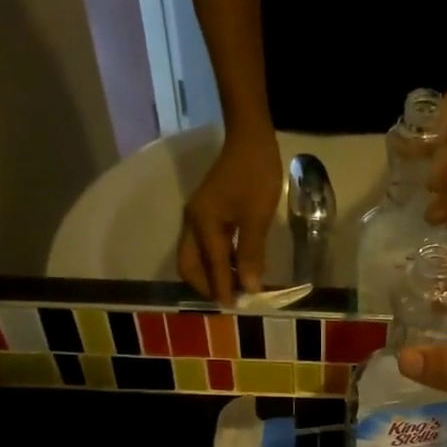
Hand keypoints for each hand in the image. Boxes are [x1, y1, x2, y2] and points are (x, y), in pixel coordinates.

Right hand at [179, 134, 281, 304]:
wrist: (251, 138)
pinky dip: (218, 261)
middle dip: (206, 285)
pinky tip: (237, 267)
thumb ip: (251, 254)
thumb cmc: (255, 175)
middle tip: (231, 299)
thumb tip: (248, 288)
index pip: (210, 267)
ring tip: (236, 288)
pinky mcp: (208, 213)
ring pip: (197, 256)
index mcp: (202, 224)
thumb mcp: (257, 217)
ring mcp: (198, 217)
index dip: (222, 289)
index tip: (234, 308)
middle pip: (190, 265)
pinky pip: (206, 246)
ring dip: (212, 274)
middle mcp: (193, 223)